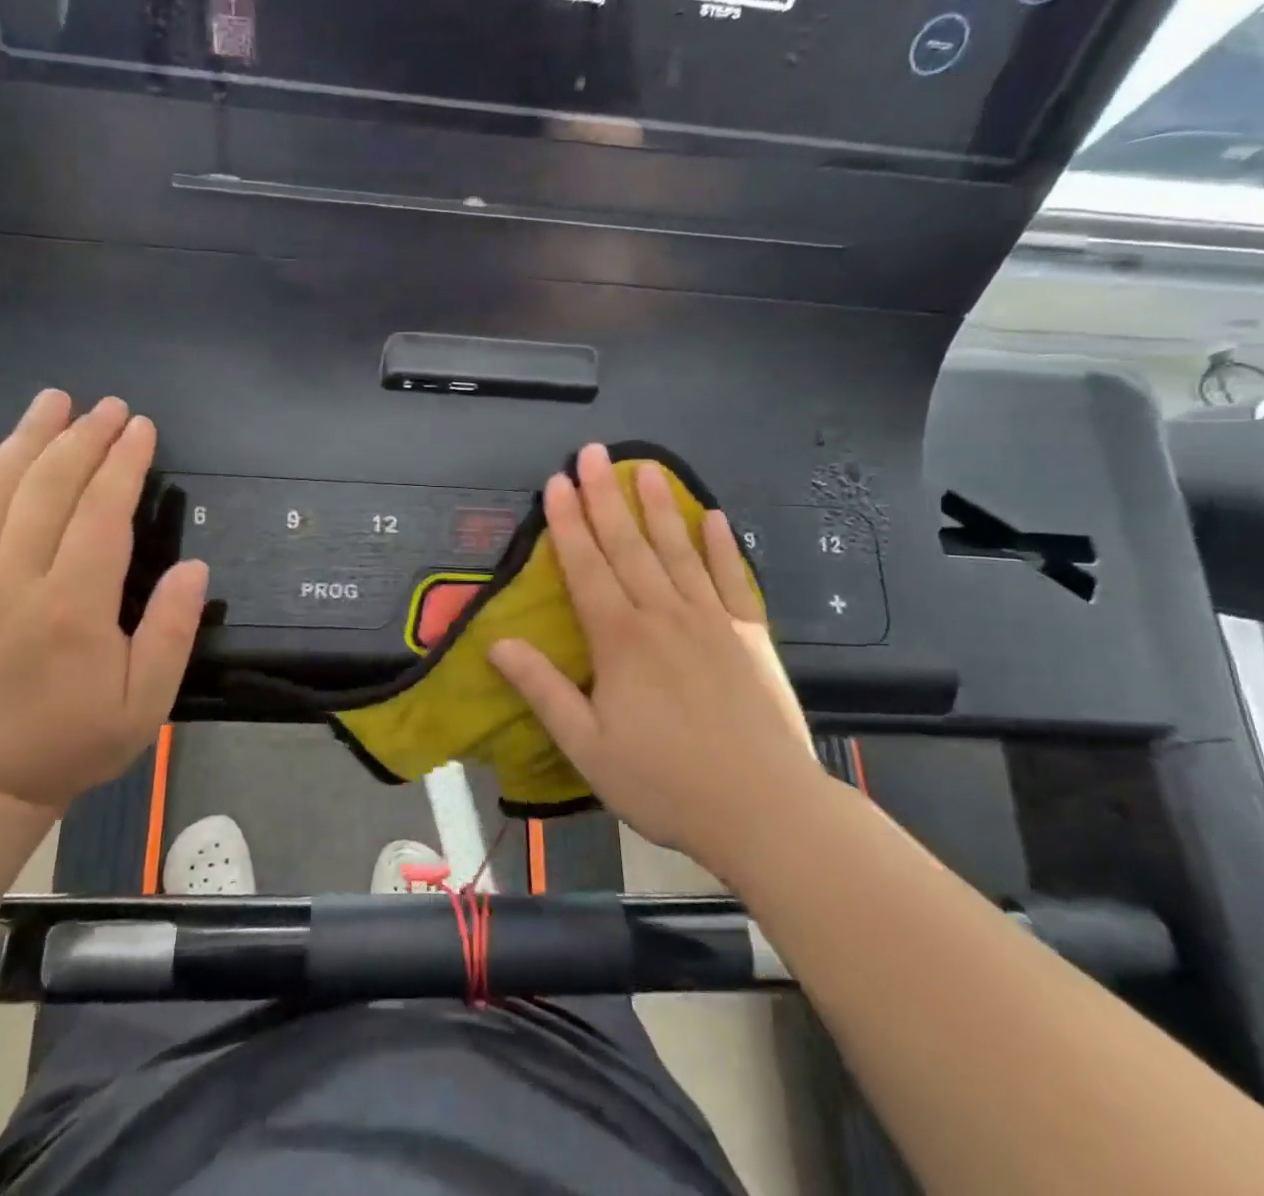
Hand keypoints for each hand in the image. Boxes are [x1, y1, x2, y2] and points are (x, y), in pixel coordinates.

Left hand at [0, 390, 207, 811]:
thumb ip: (172, 631)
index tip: (141, 427)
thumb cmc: (75, 738)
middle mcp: (15, 582)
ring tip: (51, 401)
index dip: (123, 464)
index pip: (100, 514)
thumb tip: (195, 568)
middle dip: (82, 438)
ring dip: (26, 440)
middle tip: (107, 406)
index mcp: (71, 607)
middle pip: (48, 489)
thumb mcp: (146, 701)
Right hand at [488, 444, 824, 878]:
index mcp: (620, 640)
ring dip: (660, 506)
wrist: (766, 812)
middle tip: (593, 452)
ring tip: (648, 467)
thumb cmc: (665, 783)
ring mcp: (712, 620)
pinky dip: (722, 546)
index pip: (586, 567)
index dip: (567, 523)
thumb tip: (497, 643)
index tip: (555, 482)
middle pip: (628, 545)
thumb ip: (543, 689)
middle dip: (606, 496)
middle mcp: (663, 615)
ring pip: (678, 550)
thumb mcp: (588, 747)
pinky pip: (733, 579)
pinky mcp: (750, 635)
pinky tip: (715, 517)